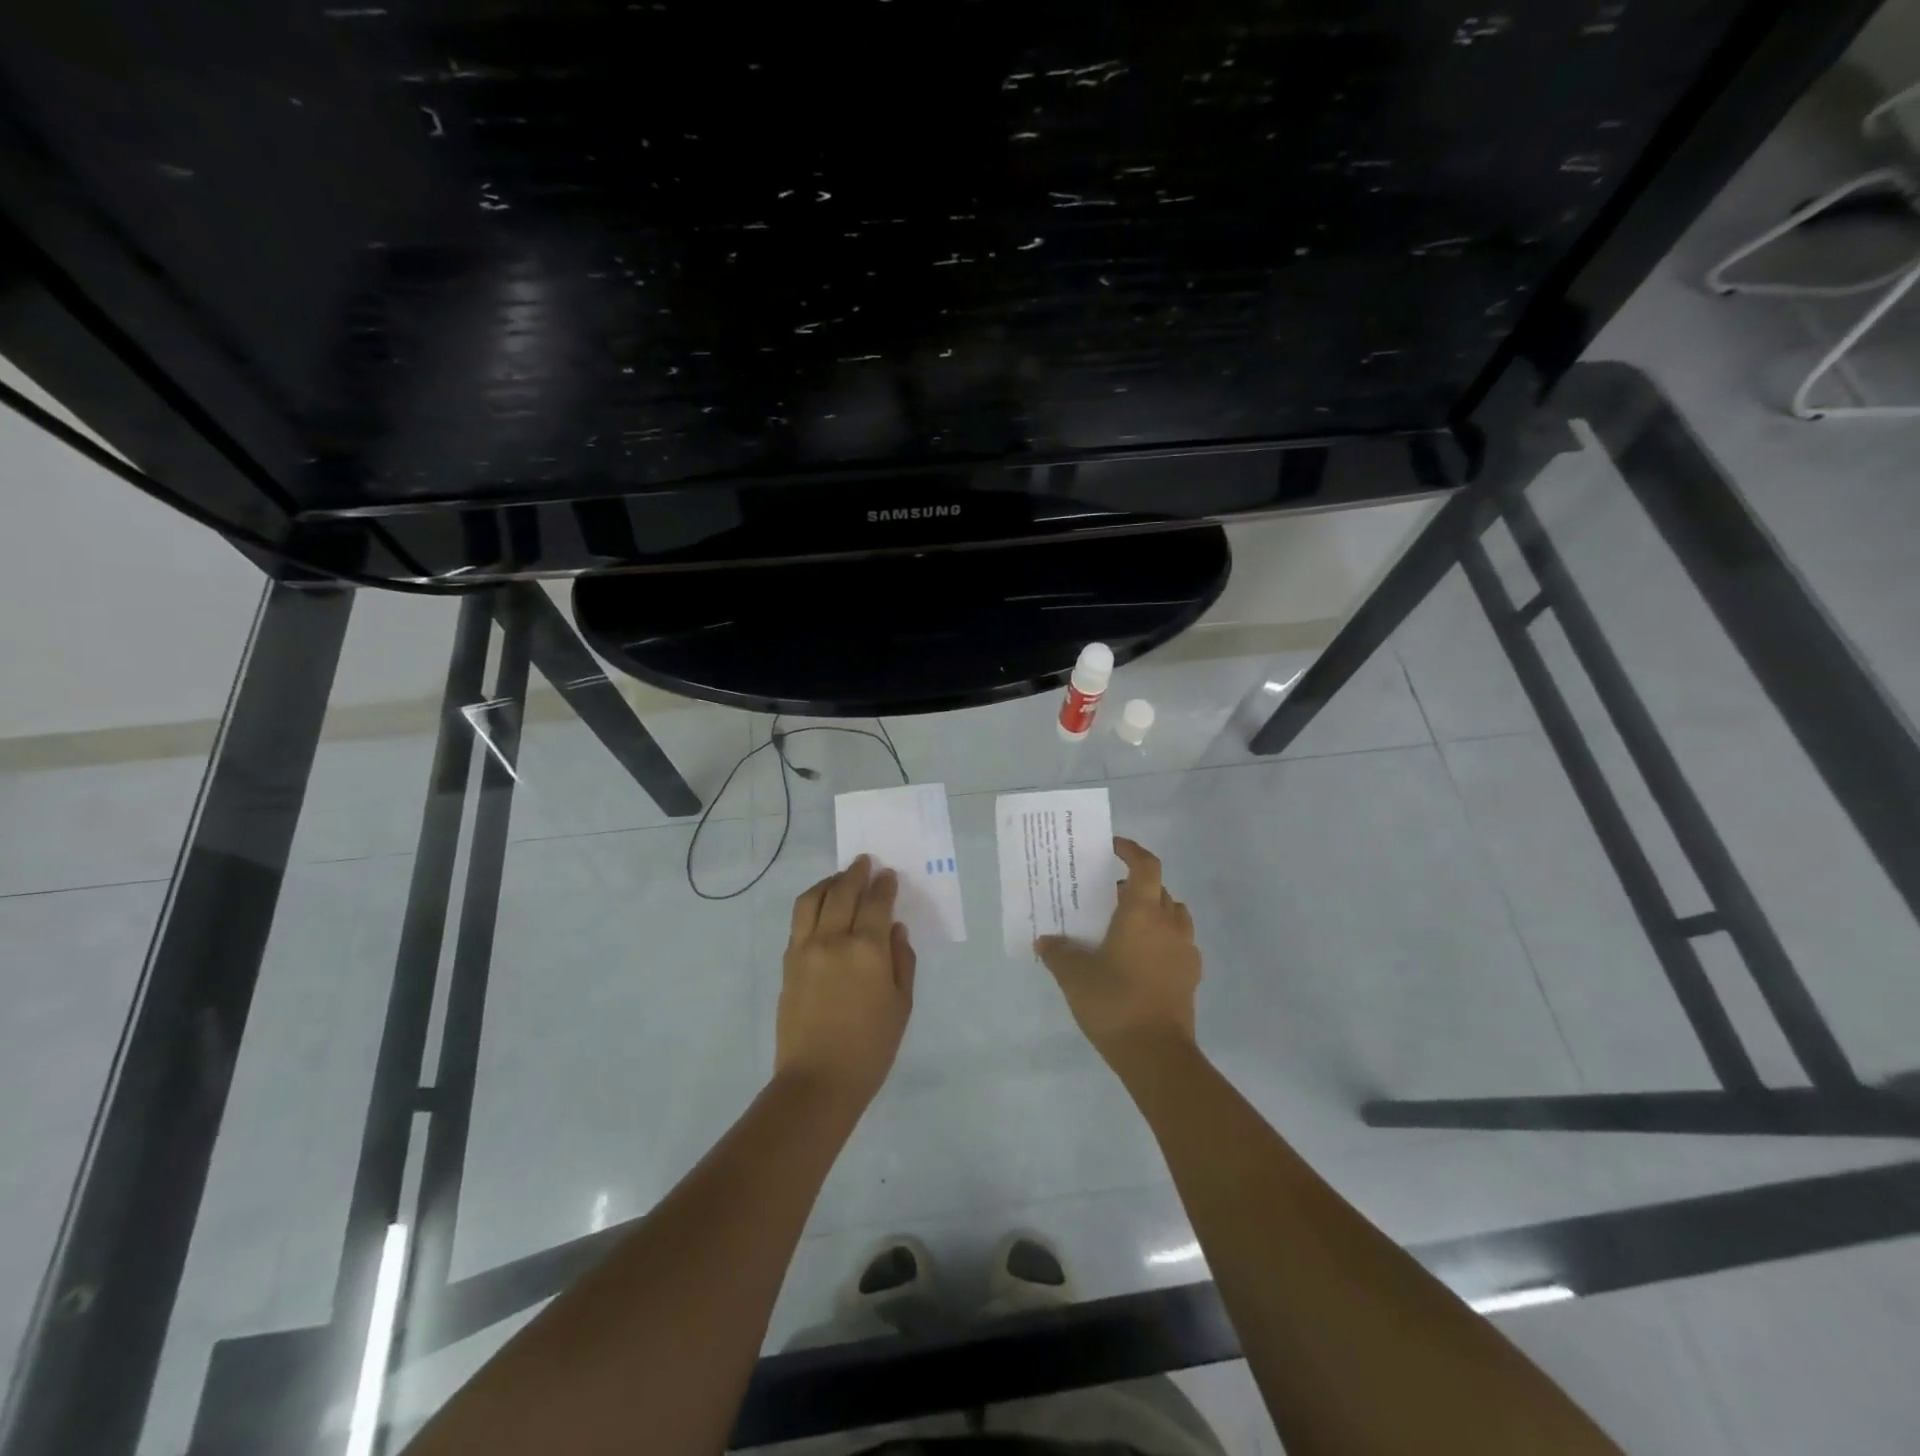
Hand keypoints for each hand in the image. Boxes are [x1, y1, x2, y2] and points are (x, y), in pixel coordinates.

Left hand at [776, 855, 916, 1107]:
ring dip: (829, 882)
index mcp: (868, 950)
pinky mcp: (788, 962)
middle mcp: (834, 939)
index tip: (889, 873)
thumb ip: (902, 961)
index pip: (877, 903)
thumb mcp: (901, 1005)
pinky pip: (799, 920)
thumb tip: (895, 930)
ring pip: (813, 899)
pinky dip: (812, 903)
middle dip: (856, 873)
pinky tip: (821, 905)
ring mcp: (805, 948)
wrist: (818, 1080)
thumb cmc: (870, 1047)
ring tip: (840, 878)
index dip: (884, 885)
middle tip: (865, 862)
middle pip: (843, 892)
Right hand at [1036, 837, 1199, 1067]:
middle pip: (1159, 889)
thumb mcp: (1074, 976)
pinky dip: (1163, 939)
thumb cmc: (1114, 1001)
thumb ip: (1058, 953)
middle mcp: (1169, 924)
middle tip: (1110, 895)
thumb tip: (1044, 941)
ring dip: (1154, 911)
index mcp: (1142, 913)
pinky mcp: (1191, 976)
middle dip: (1137, 886)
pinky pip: (1179, 943)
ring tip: (1127, 926)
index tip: (1113, 847)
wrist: (1156, 1053)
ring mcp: (1185, 951)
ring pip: (1174, 915)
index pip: (1146, 866)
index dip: (1131, 851)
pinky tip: (1141, 959)